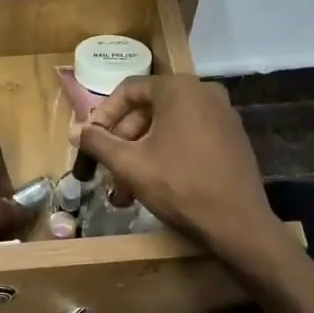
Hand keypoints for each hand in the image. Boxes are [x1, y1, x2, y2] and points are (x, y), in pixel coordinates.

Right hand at [79, 77, 280, 259]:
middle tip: (106, 171)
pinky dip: (166, 155)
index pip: (128, 90)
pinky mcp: (232, 138)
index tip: (90, 142)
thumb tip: (76, 131)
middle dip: (122, 142)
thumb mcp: (129, 164)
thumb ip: (98, 142)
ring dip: (141, 154)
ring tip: (124, 190)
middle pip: (149, 110)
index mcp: (179, 88)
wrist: (237, 223)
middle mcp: (204, 92)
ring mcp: (223, 114)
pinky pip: (189, 137)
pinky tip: (152, 185)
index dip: (103, 116)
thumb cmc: (179, 185)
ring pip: (167, 127)